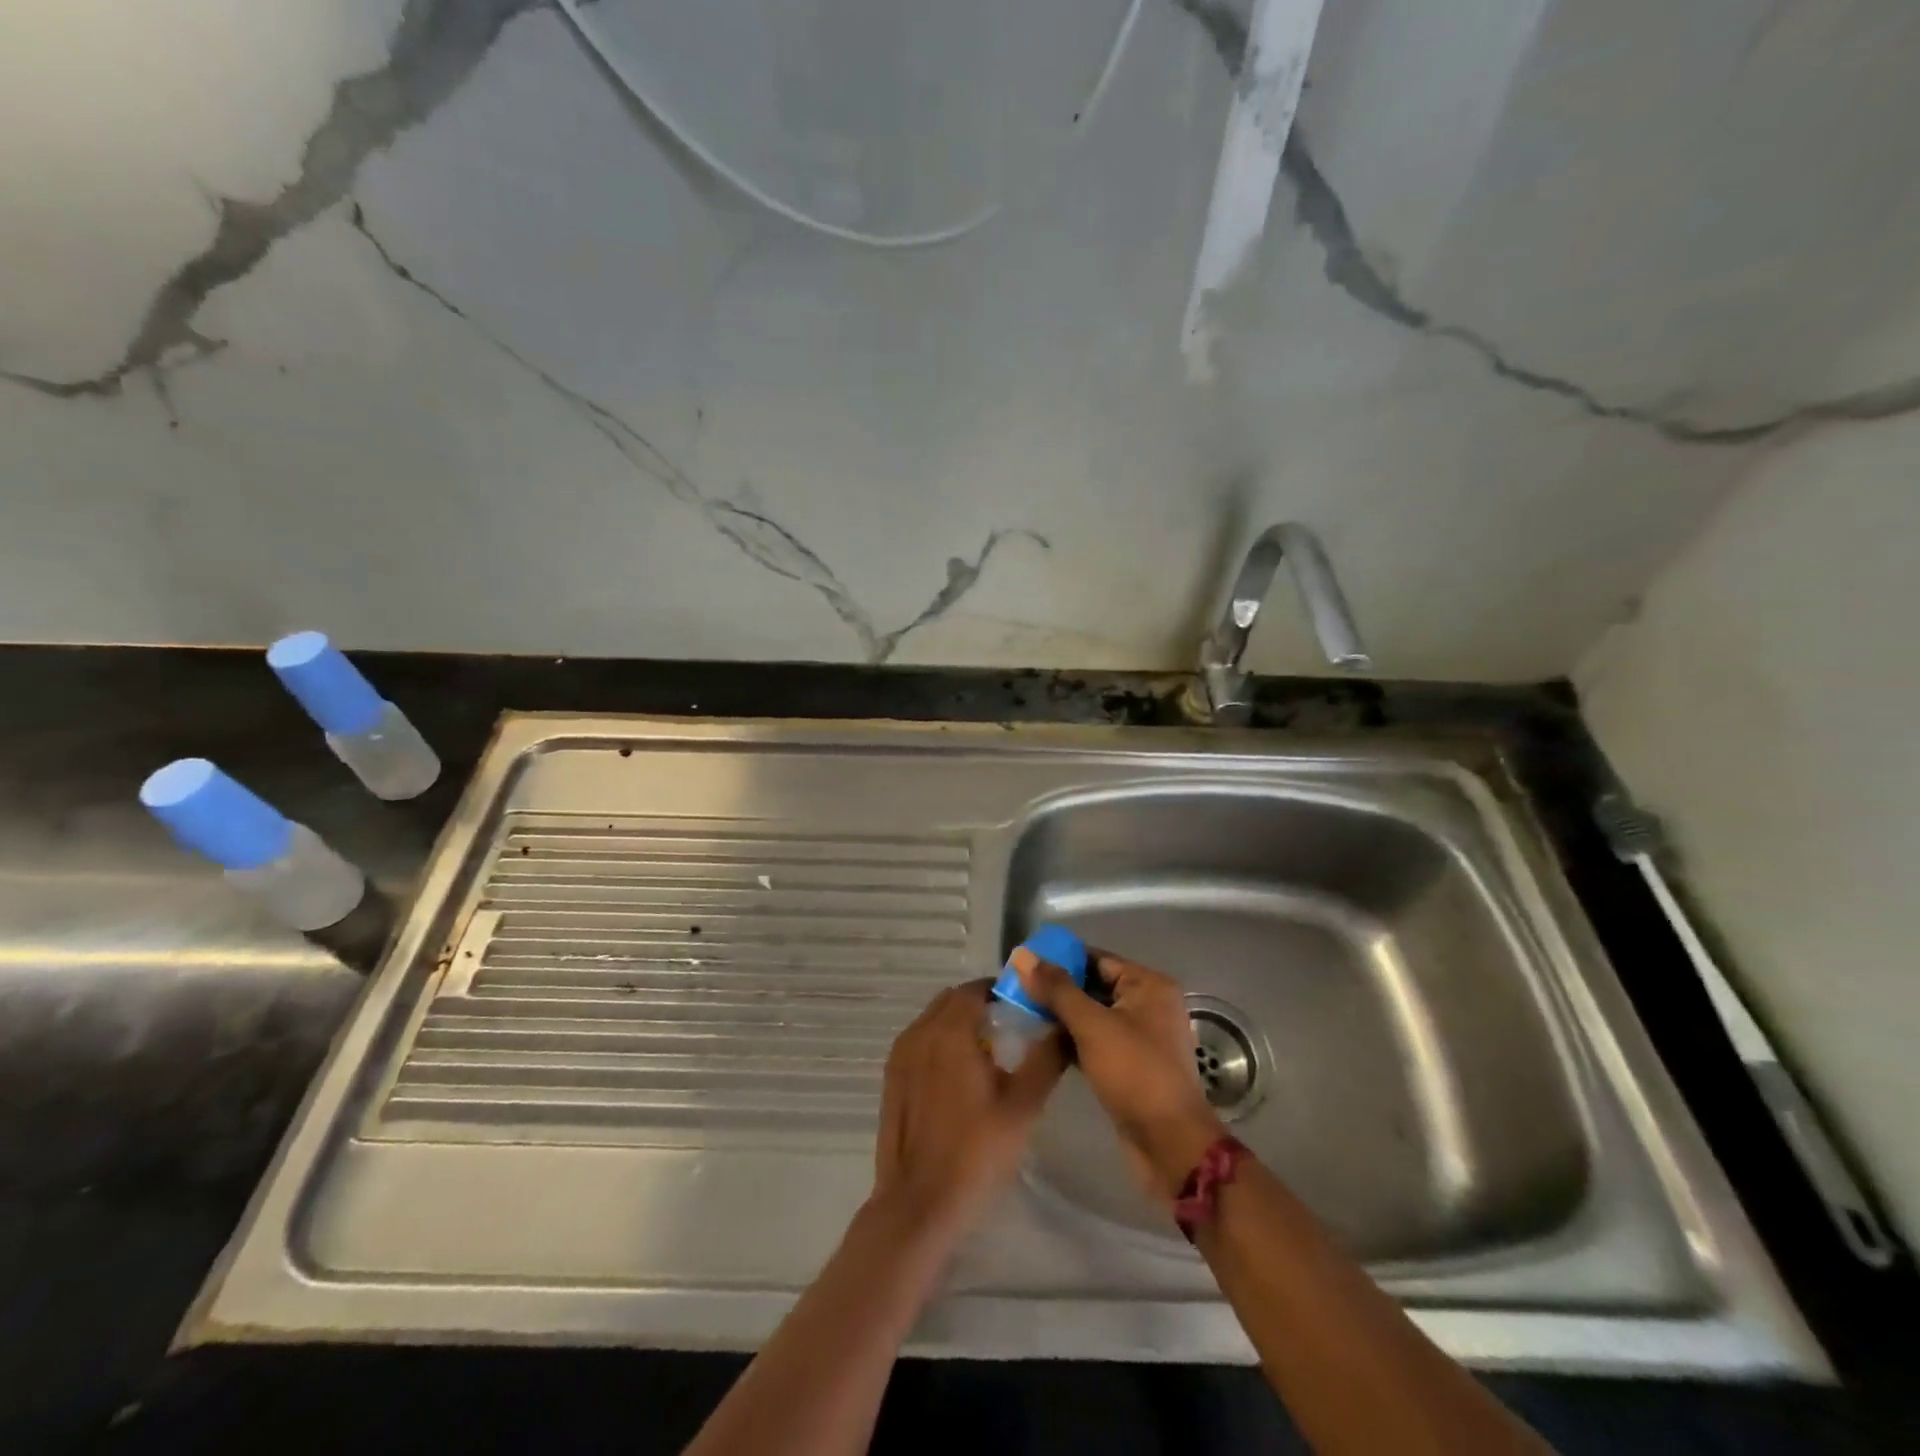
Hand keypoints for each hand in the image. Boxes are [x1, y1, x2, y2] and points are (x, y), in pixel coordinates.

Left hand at [873, 980, 1066, 1240]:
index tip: (1026, 1006)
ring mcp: (900, 1056)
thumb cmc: (975, 1152)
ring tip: (989, 1053)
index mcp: (949, 1031)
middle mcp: (919, 1033)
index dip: (1002, 991)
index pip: (976, 989)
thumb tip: (1064, 1025)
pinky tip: (960, 1077)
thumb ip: (1046, 1058)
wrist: (919, 1204)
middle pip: (952, 1000)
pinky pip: (920, 1042)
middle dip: (980, 1004)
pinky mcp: (891, 1079)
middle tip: (1011, 1028)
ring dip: (959, 1023)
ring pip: (934, 1020)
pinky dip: (940, 1043)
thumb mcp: (1023, 1106)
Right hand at [1013, 948, 1225, 1197]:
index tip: (1023, 964)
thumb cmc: (1135, 1073)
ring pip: (1093, 1015)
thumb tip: (1023, 955)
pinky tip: (1042, 1042)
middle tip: (1017, 990)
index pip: (1096, 958)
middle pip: (1094, 985)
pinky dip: (1072, 1039)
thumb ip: (1057, 989)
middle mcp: (1148, 1004)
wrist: (1170, 1143)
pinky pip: (1096, 1040)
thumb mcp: (1092, 1026)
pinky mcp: (1131, 1064)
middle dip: (1057, 989)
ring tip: (1022, 1013)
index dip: (1059, 958)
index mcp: (1148, 984)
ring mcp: (1141, 1036)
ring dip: (1062, 1016)